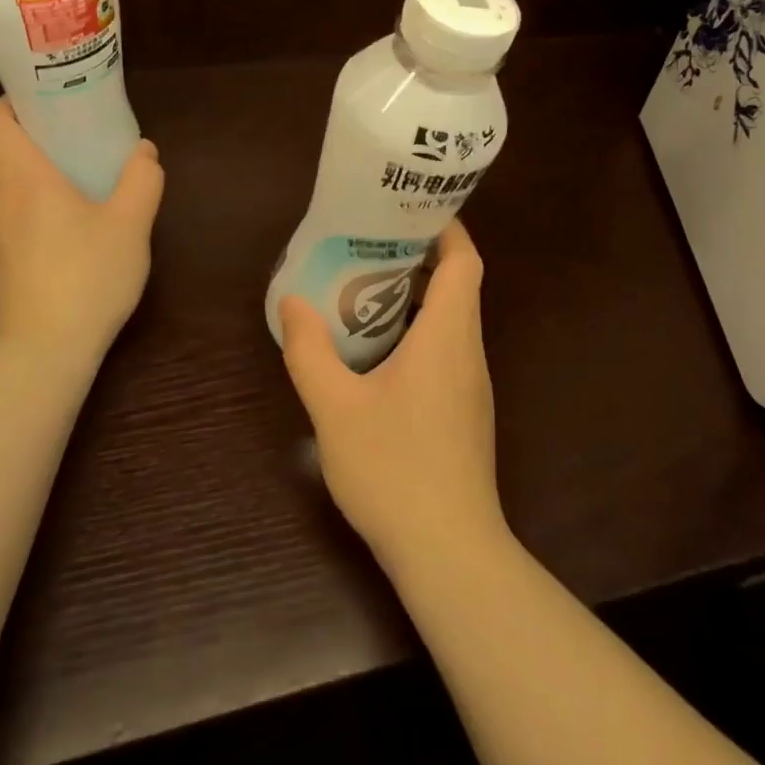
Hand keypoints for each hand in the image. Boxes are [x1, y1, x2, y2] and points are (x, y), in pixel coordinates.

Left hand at [0, 99, 164, 358]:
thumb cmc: (89, 277)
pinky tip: (33, 213)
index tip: (39, 105)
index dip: (8, 106)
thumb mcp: (132, 225)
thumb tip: (144, 152)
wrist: (47, 348)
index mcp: (26, 179)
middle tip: (34, 135)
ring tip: (31, 170)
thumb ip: (142, 181)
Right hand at [279, 219, 506, 575]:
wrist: (450, 555)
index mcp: (448, 336)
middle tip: (371, 243)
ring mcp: (472, 386)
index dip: (446, 228)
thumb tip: (292, 302)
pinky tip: (379, 351)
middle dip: (421, 257)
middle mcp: (469, 352)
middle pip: (460, 285)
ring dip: (420, 296)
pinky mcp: (466, 413)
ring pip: (454, 320)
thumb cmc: (395, 470)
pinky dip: (421, 331)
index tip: (411, 209)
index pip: (465, 261)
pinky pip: (448, 351)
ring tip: (367, 287)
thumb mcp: (335, 408)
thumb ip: (310, 351)